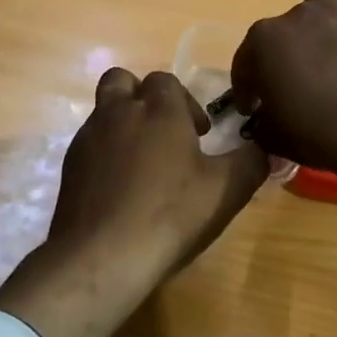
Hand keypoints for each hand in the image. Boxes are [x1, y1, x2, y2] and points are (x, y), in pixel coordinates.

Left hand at [0, 69, 266, 336]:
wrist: (101, 257)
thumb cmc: (170, 214)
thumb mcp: (227, 190)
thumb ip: (252, 161)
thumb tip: (267, 147)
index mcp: (159, 109)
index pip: (166, 80)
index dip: (185, 102)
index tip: (199, 134)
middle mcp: (119, 112)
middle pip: (124, 81)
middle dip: (143, 97)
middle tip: (164, 132)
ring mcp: (88, 138)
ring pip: (104, 111)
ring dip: (123, 124)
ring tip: (143, 163)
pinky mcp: (69, 166)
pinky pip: (90, 143)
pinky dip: (106, 153)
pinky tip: (121, 187)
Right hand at [232, 0, 336, 213]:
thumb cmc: (316, 133)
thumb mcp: (273, 138)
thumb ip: (262, 125)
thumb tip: (264, 123)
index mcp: (265, 40)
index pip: (245, 62)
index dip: (246, 87)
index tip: (251, 109)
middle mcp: (300, 17)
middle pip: (283, 31)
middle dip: (282, 55)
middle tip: (290, 87)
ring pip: (321, 8)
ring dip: (318, 28)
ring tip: (324, 57)